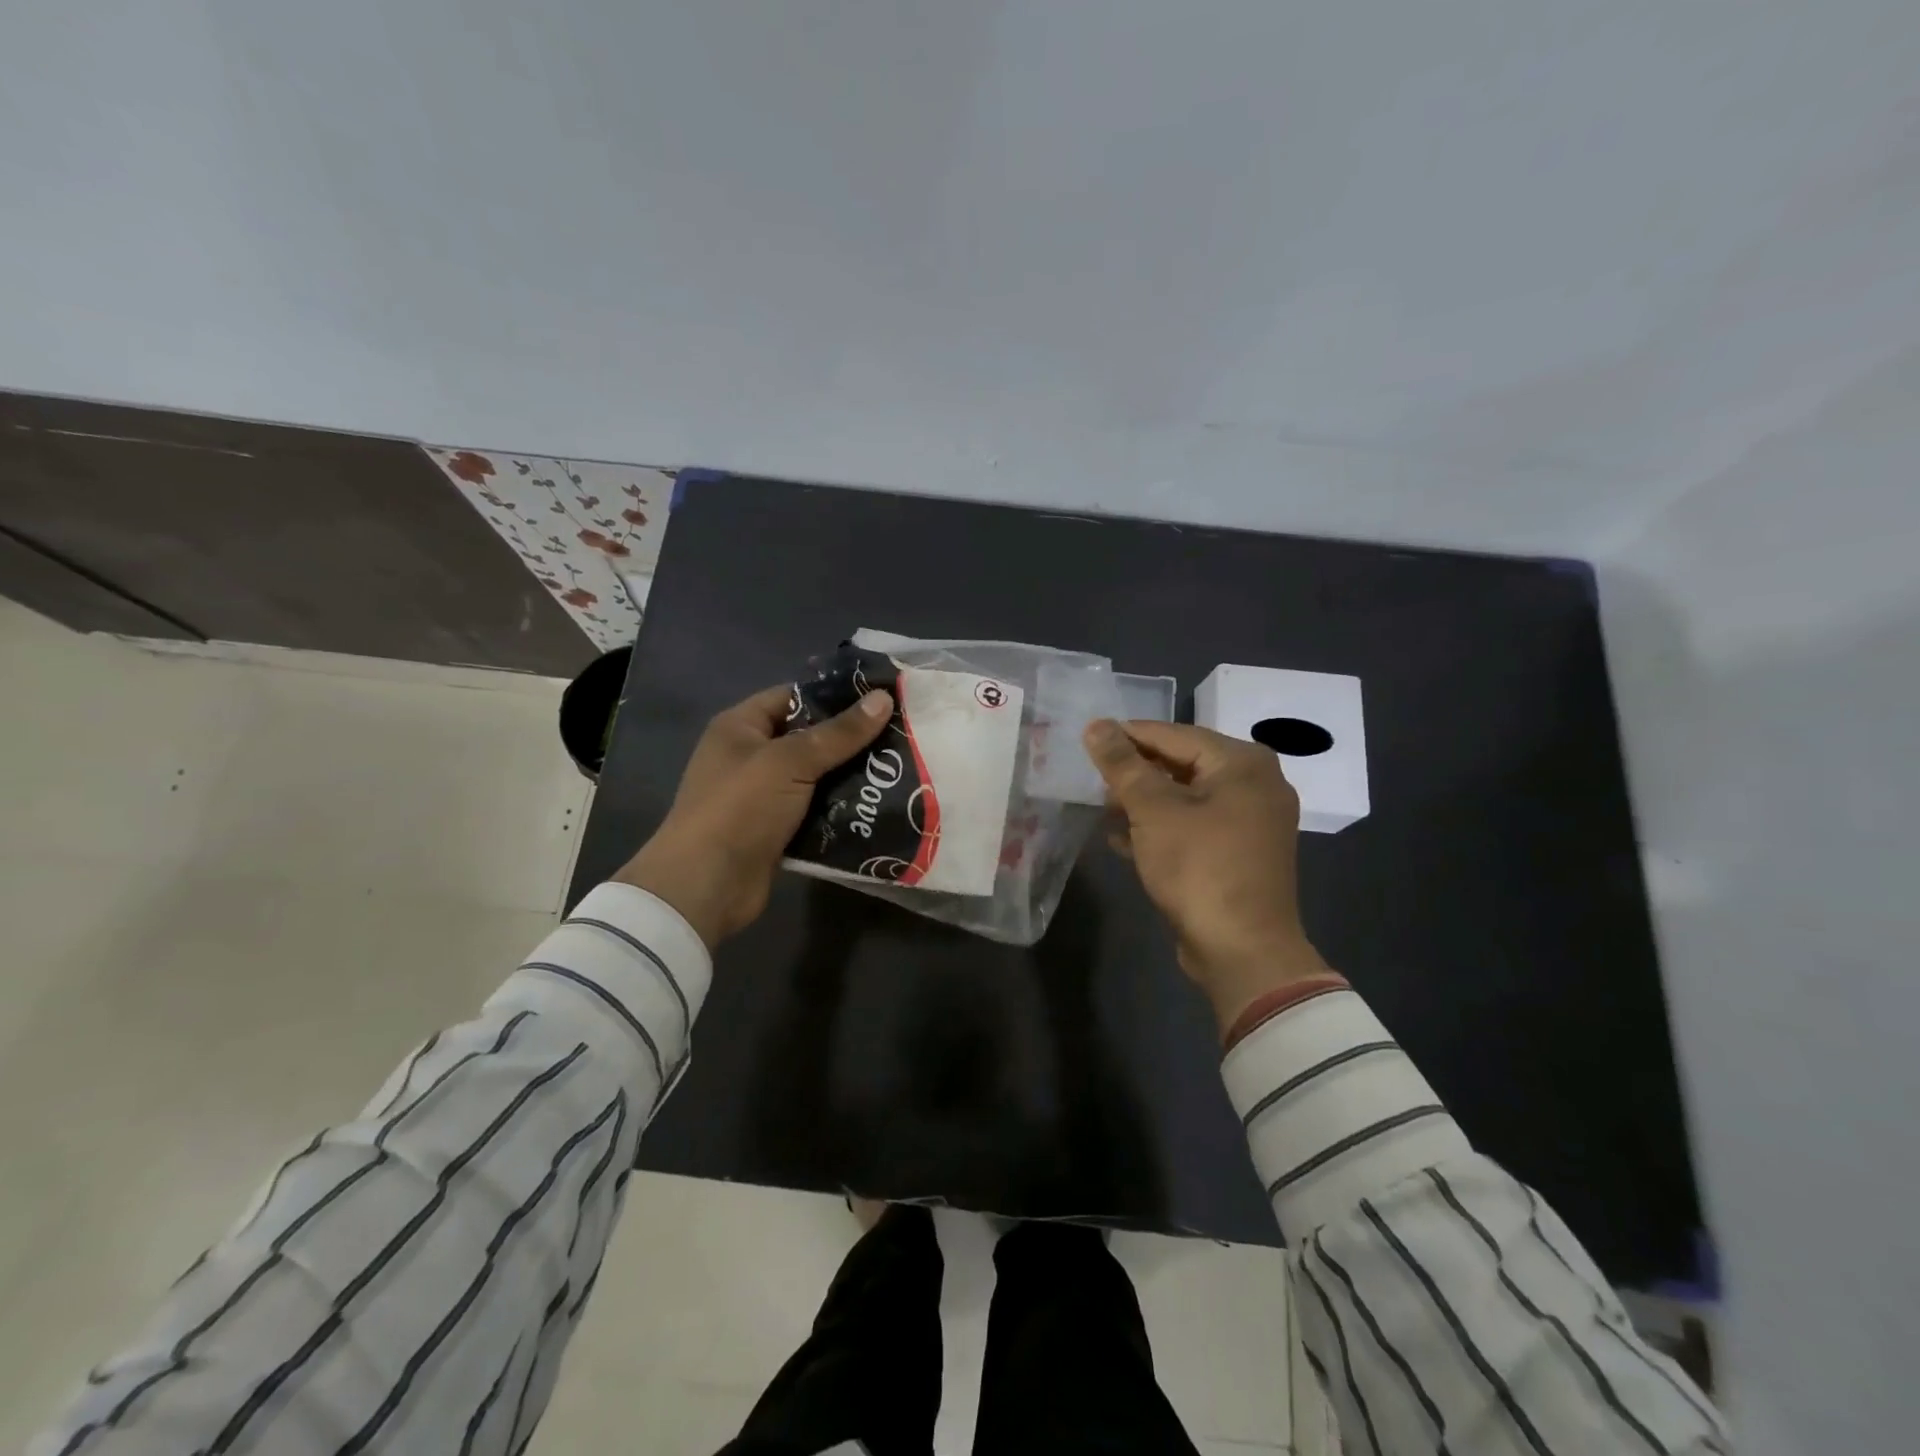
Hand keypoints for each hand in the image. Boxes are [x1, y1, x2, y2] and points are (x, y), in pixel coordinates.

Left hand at [616, 684, 892, 947]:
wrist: (707, 886)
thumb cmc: (740, 808)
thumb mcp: (790, 761)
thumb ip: (838, 733)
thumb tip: (883, 699)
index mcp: (741, 726)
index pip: (793, 697)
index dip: (834, 696)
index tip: (880, 699)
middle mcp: (750, 755)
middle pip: (808, 737)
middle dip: (850, 740)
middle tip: (900, 736)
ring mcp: (763, 795)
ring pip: (816, 776)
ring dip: (851, 777)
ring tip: (898, 770)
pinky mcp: (776, 829)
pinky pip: (815, 810)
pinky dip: (841, 809)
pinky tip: (878, 805)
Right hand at [1084, 719, 1332, 1031]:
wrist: (1242, 950)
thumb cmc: (1199, 867)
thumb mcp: (1153, 810)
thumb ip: (1123, 765)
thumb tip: (1095, 725)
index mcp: (1243, 763)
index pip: (1174, 735)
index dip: (1128, 735)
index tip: (1088, 737)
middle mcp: (1256, 784)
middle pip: (1183, 764)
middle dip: (1136, 772)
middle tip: (1093, 775)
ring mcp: (1252, 822)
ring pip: (1187, 797)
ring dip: (1144, 802)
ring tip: (1102, 806)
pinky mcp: (1241, 854)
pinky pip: (1196, 826)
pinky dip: (1162, 828)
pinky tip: (1121, 838)